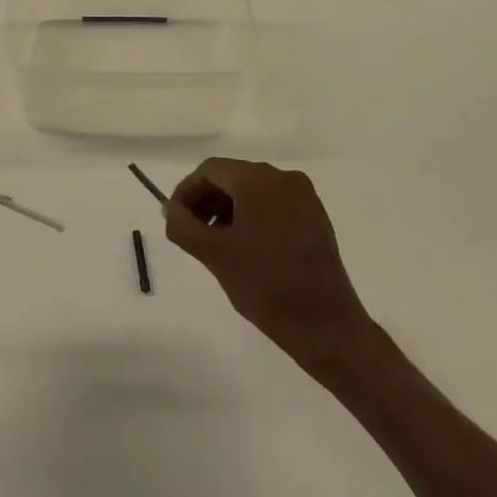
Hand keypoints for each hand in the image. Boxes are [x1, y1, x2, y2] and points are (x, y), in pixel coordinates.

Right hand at [164, 158, 372, 371]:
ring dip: (227, 209)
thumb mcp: (213, 254)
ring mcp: (304, 196)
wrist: (325, 326)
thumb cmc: (265, 286)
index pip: (210, 170)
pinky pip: (273, 203)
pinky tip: (244, 246)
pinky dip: (251, 216)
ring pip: (253, 190)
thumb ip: (183, 225)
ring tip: (215, 242)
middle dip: (207, 200)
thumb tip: (171, 210)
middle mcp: (284, 178)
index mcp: (259, 180)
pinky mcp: (315, 216)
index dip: (186, 191)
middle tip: (191, 231)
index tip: (175, 220)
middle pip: (232, 176)